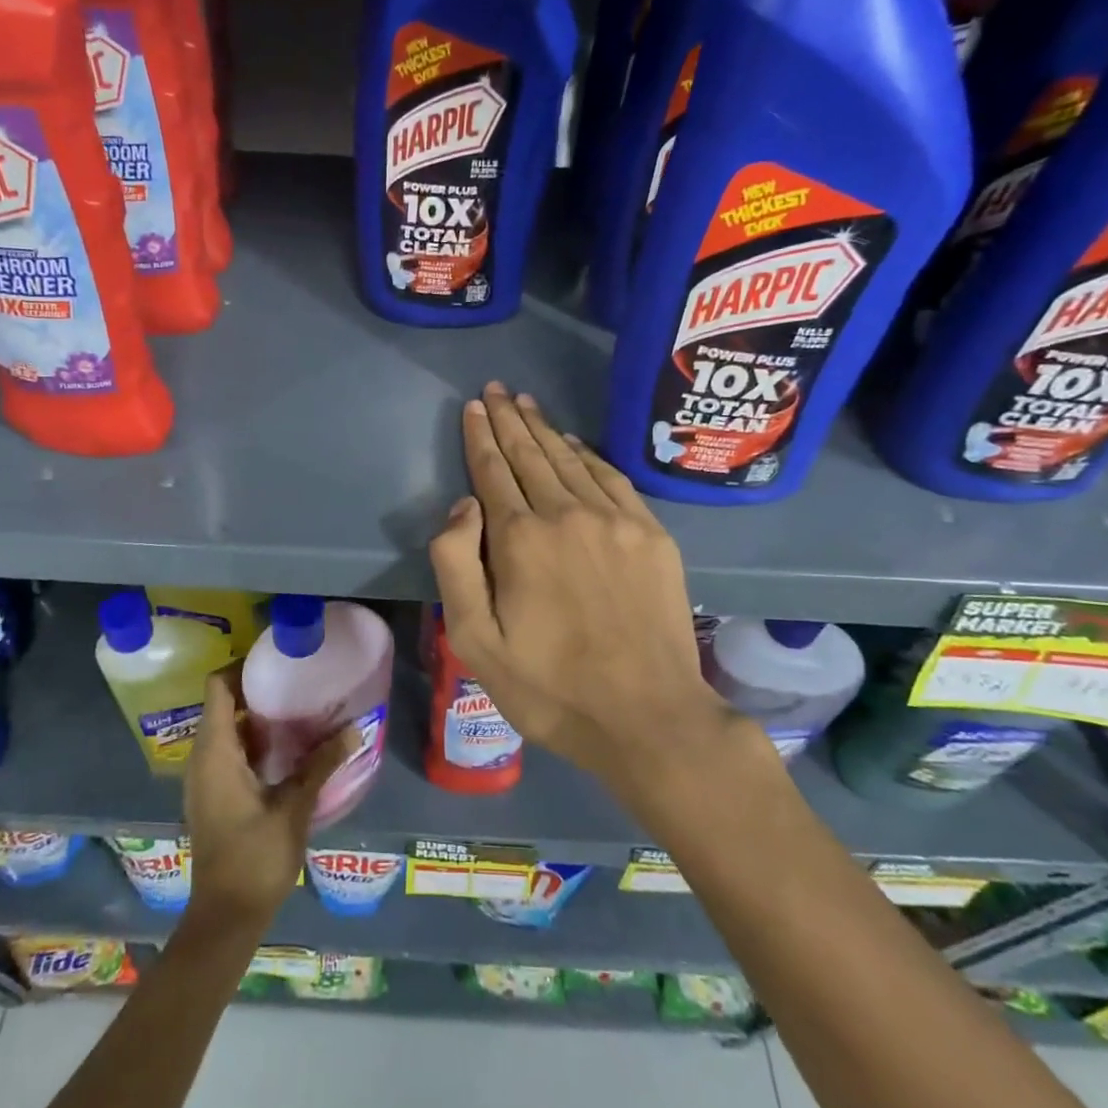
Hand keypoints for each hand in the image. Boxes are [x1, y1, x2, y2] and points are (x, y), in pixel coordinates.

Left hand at [181, 668, 355, 929]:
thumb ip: (321, 764)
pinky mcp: (214, 794)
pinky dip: (254, 739)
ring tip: (299, 705)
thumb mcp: (294, 807)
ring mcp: (205, 777)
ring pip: (227, 728)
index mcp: (215, 751)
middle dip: (257, 688)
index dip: (242, 666)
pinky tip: (289, 746)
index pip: (217, 687)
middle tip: (297, 678)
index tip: (277, 658)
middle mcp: (203, 757)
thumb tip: (355, 730)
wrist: (225, 917)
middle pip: (223, 703)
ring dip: (257, 715)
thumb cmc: (255, 858)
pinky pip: (230, 750)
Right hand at [429, 382, 739, 804]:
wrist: (647, 717)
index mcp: (520, 539)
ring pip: (570, 460)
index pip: (492, 472)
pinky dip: (588, 455)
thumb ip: (456, 565)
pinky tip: (575, 444)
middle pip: (531, 456)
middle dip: (509, 421)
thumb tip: (463, 504)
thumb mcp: (475, 641)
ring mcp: (615, 521)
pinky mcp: (651, 535)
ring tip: (526, 404)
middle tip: (496, 390)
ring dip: (545, 430)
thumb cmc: (549, 687)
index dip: (480, 437)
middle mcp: (566, 514)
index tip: (473, 407)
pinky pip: (612, 479)